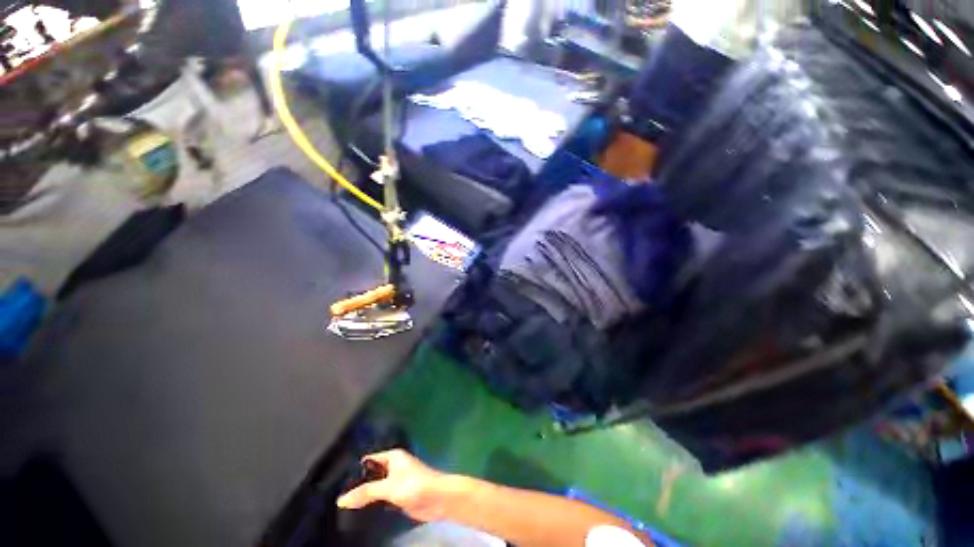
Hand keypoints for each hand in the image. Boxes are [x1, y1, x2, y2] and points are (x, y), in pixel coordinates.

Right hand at [336, 449, 453, 521]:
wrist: (437, 499)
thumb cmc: (414, 485)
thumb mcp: (388, 487)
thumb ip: (365, 492)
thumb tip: (341, 500)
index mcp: (392, 457)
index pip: (368, 460)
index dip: (354, 470)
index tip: (334, 481)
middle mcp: (393, 467)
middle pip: (371, 475)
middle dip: (357, 485)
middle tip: (335, 497)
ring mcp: (395, 482)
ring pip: (375, 488)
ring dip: (364, 496)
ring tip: (341, 507)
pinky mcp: (398, 496)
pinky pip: (380, 499)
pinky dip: (371, 504)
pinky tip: (357, 513)